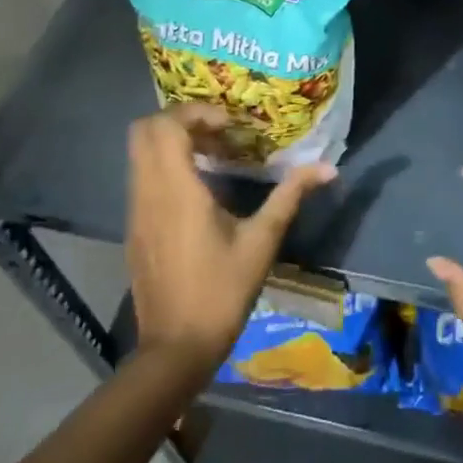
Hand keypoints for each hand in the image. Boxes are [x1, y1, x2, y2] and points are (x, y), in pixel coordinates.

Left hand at [125, 104, 333, 381]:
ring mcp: (135, 211)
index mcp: (176, 190)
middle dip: (179, 121)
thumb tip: (328, 168)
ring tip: (214, 158)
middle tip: (218, 134)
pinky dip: (164, 166)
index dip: (196, 113)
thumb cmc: (221, 292)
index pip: (166, 125)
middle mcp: (148, 192)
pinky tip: (198, 190)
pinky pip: (141, 178)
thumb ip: (290, 196)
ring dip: (172, 143)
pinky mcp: (134, 228)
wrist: (175, 348)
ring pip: (139, 154)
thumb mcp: (262, 241)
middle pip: (143, 130)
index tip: (230, 126)